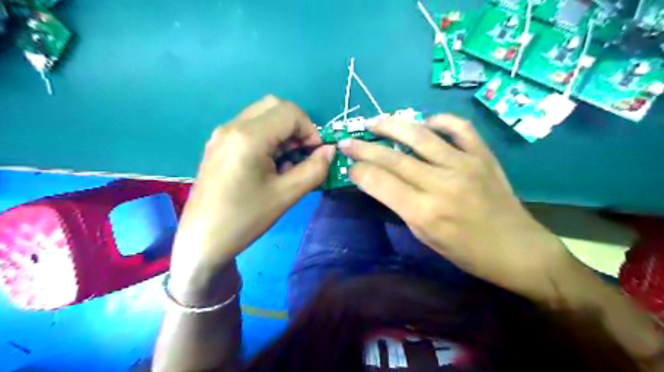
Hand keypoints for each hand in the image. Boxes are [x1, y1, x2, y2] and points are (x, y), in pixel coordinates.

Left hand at [169, 96, 334, 286]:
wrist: (203, 240)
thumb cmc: (246, 218)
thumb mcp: (287, 195)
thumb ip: (315, 169)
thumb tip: (330, 150)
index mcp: (248, 136)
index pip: (290, 112)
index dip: (310, 130)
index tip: (315, 154)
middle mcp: (232, 126)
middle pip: (274, 106)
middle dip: (297, 126)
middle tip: (302, 154)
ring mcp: (221, 134)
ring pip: (262, 116)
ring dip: (283, 132)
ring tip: (287, 162)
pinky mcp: (218, 145)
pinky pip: (250, 128)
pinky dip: (268, 138)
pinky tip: (269, 165)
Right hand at [339, 114, 573, 301]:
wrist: (517, 249)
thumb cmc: (466, 252)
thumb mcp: (425, 237)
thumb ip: (401, 206)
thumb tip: (379, 181)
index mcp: (424, 212)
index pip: (380, 182)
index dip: (358, 171)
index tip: (348, 166)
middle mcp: (441, 183)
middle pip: (393, 157)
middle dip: (363, 148)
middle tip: (347, 141)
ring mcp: (464, 164)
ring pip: (420, 134)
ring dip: (392, 125)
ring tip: (374, 122)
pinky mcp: (483, 155)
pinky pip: (458, 127)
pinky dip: (439, 120)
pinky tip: (426, 122)